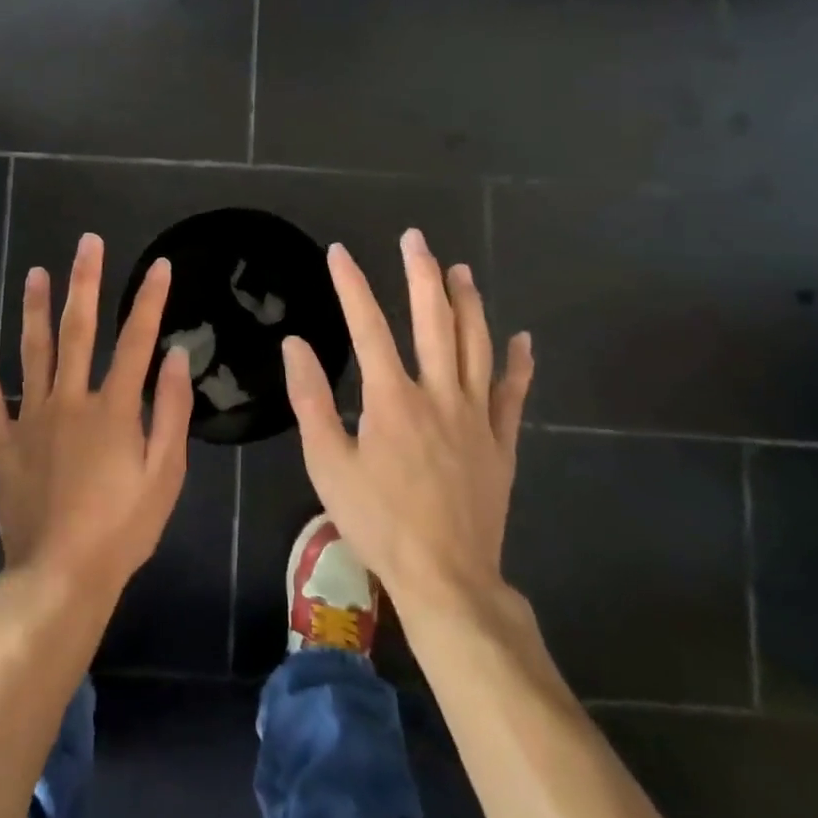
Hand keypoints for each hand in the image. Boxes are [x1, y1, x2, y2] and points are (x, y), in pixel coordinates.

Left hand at [0, 233, 193, 605]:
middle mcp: (69, 400)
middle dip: (85, 283)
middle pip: (78, 331)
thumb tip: (177, 355)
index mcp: (113, 408)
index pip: (136, 340)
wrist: (61, 576)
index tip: (159, 264)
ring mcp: (29, 418)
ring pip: (31, 351)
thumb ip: (173, 412)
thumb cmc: (123, 529)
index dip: (149, 299)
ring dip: (34, 309)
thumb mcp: (165, 475)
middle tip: (87, 244)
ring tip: (36, 272)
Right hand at [283, 228, 533, 619]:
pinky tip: (522, 338)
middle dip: (421, 274)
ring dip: (468, 303)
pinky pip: (513, 394)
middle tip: (414, 239)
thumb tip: (295, 344)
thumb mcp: (328, 463)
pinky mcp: (501, 442)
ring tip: (460, 269)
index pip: (367, 326)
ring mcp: (476, 416)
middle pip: (433, 320)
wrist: (446, 577)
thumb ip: (311, 400)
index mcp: (391, 398)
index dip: (351, 284)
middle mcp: (437, 394)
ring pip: (476, 345)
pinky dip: (519, 364)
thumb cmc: (378, 521)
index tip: (339, 252)